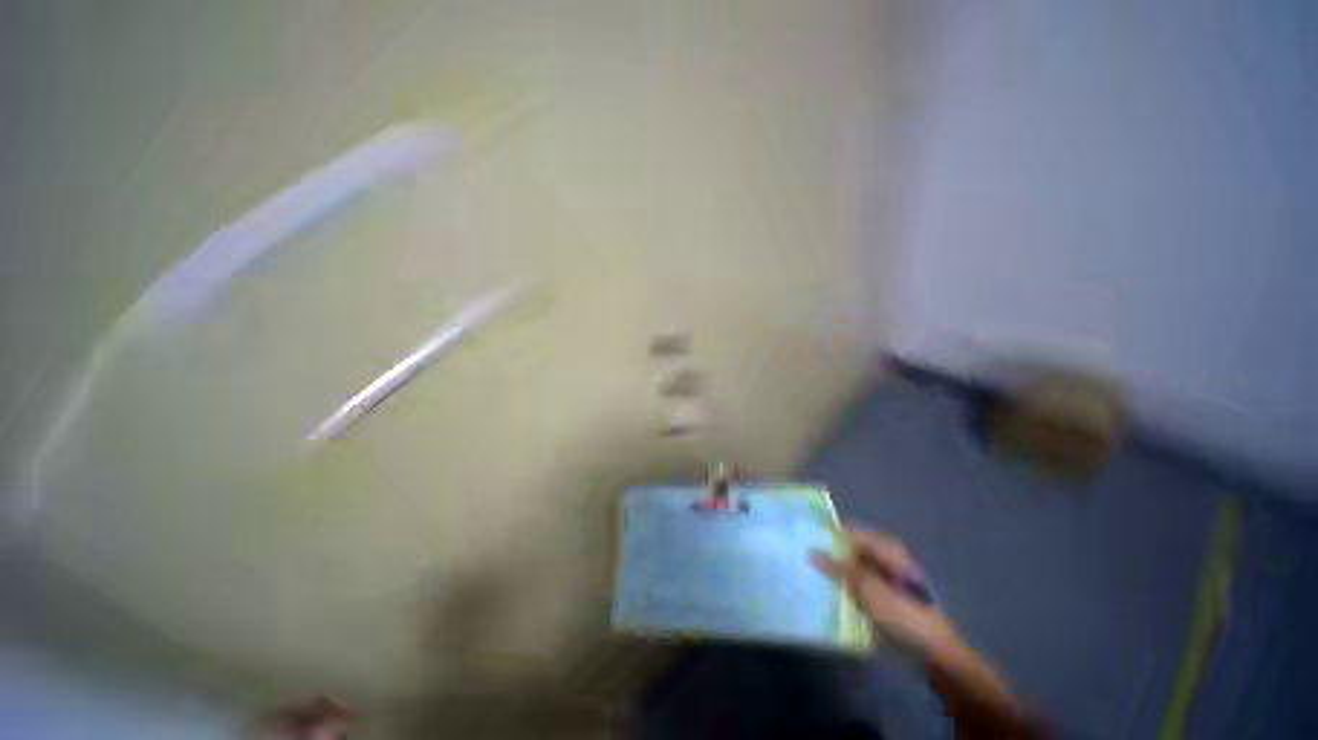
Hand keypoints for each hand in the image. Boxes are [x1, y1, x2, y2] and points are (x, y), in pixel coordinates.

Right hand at [812, 526, 959, 659]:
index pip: (849, 531)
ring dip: (840, 573)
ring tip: (818, 580)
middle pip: (853, 547)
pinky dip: (850, 585)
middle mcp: (889, 555)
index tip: (807, 544)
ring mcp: (891, 575)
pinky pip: (864, 581)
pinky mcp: (890, 593)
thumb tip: (812, 551)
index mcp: (887, 547)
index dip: (829, 536)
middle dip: (833, 555)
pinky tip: (837, 595)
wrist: (938, 654)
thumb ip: (840, 569)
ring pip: (857, 566)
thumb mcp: (868, 591)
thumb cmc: (904, 616)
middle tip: (809, 564)